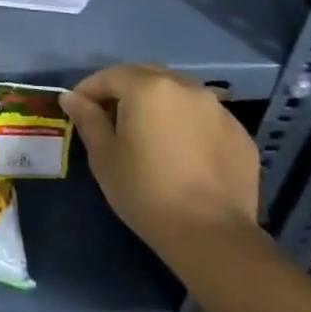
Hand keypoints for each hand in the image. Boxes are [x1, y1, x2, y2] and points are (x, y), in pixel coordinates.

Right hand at [61, 66, 257, 252]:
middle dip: (125, 90)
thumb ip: (87, 119)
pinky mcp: (239, 133)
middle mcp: (185, 86)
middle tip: (112, 117)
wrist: (212, 236)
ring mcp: (217, 108)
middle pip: (146, 76)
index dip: (89, 90)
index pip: (109, 76)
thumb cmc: (146, 192)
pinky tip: (183, 152)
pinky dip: (188, 124)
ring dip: (159, 104)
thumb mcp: (104, 156)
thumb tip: (71, 97)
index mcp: (148, 87)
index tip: (78, 109)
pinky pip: (204, 117)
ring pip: (178, 93)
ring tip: (150, 133)